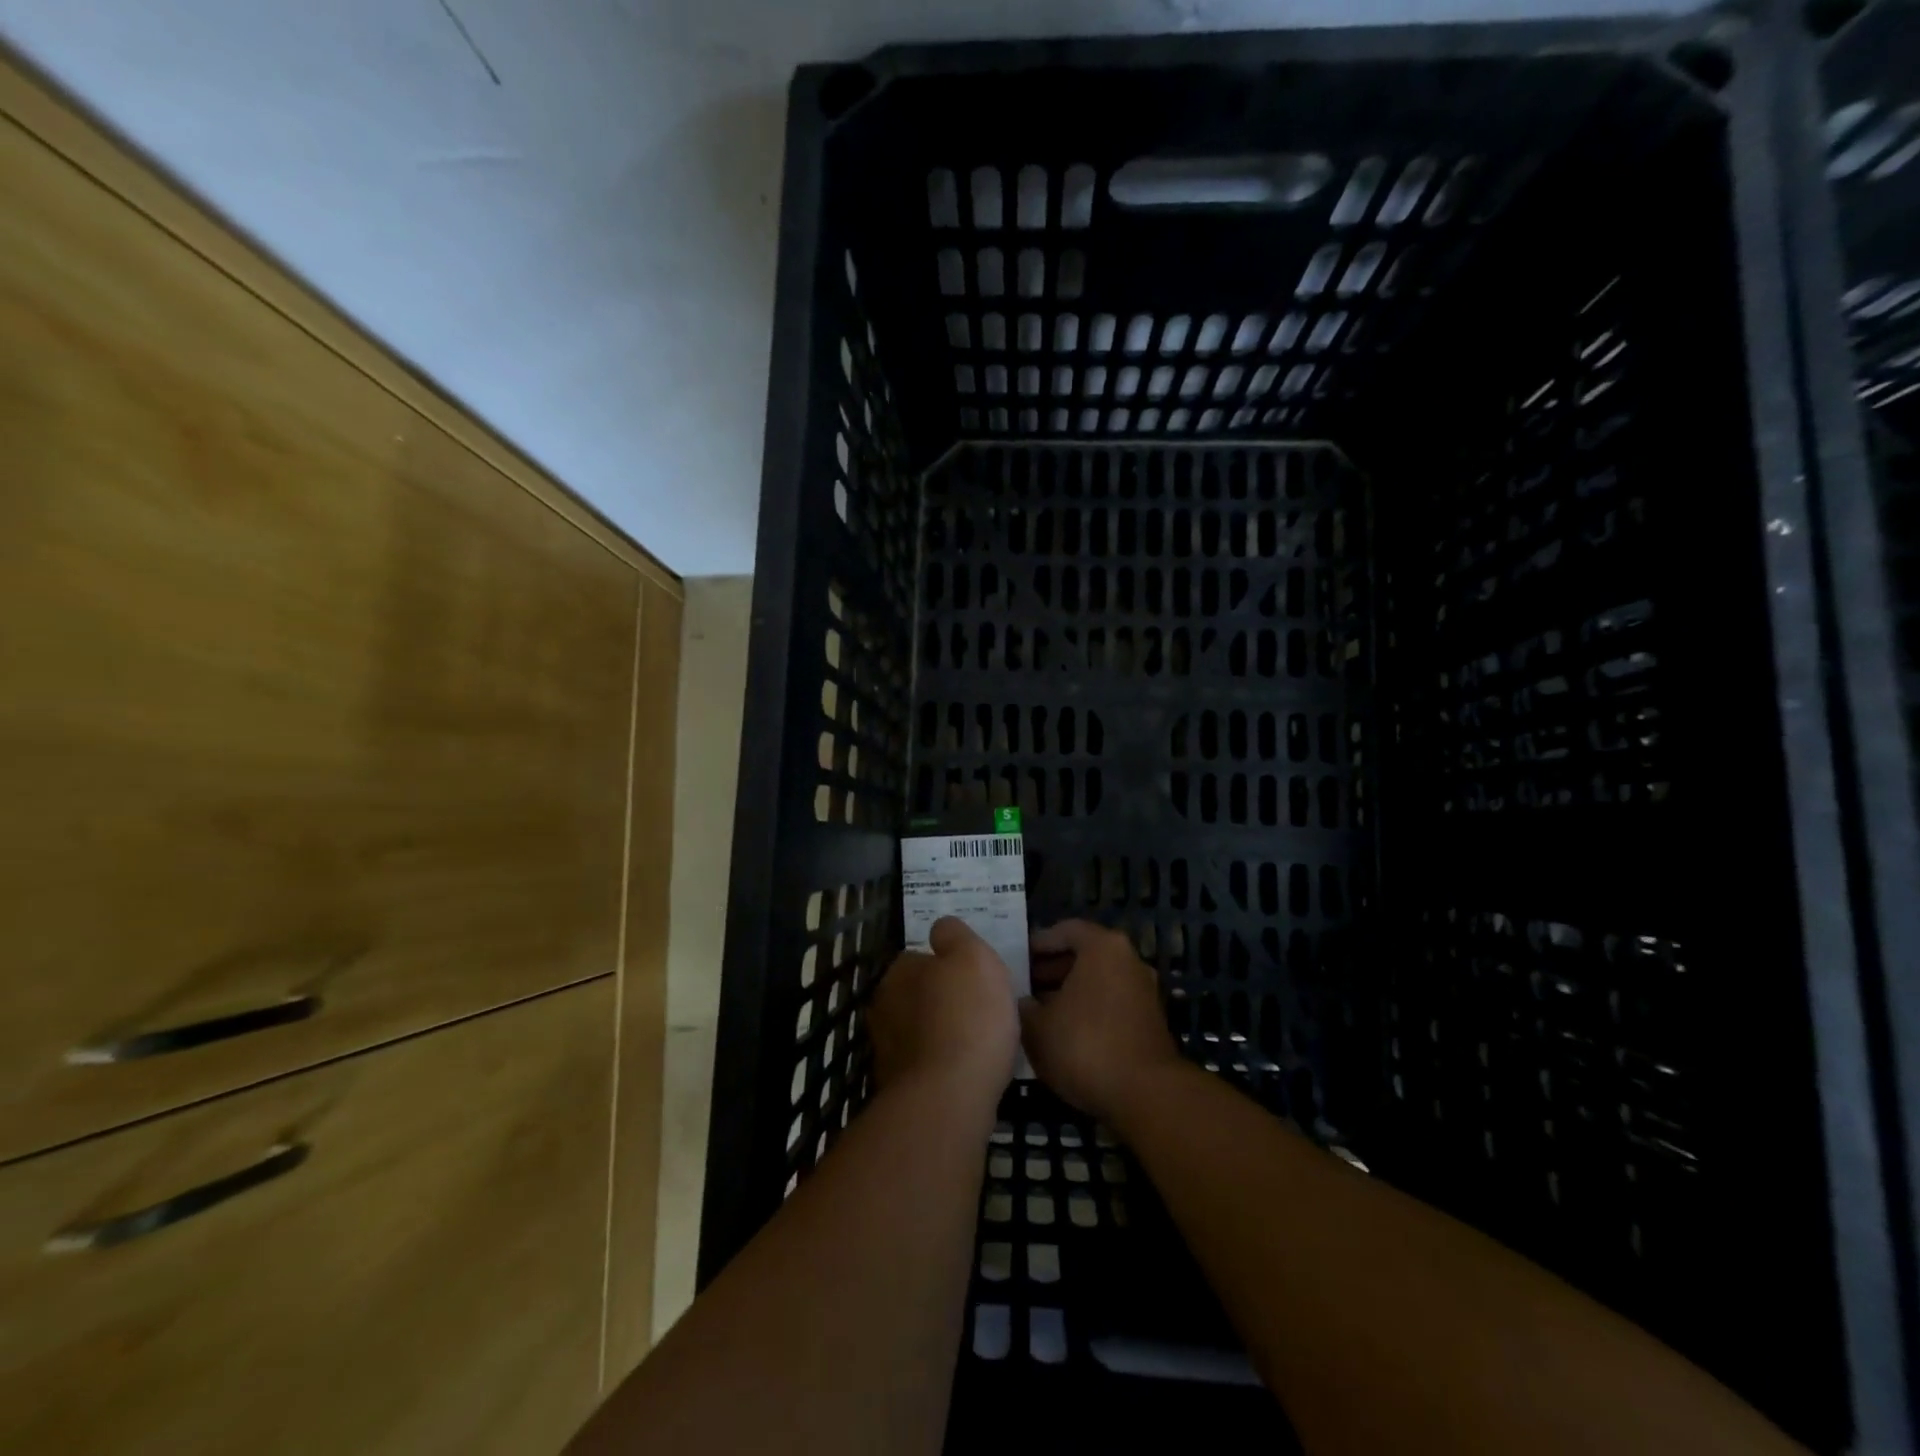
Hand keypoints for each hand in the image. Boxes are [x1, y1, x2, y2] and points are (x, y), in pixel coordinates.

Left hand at [870, 917, 1018, 1108]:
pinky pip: (927, 1065)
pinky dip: (943, 1064)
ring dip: (942, 1033)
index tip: (973, 976)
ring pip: (920, 1030)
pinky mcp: (899, 1088)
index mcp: (898, 972)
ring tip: (978, 1041)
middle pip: (917, 994)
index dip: (948, 964)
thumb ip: (955, 936)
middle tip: (978, 1007)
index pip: (919, 957)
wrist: (948, 1098)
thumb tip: (941, 928)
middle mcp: (884, 1007)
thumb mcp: (972, 956)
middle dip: (941, 999)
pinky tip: (967, 1070)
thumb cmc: (966, 1016)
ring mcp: (887, 1051)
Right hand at [1020, 920, 1181, 1125]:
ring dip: (1070, 992)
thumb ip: (1024, 1006)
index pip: (1065, 930)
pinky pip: (1112, 1003)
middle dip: (1052, 969)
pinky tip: (1067, 1034)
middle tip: (1024, 986)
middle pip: (1084, 954)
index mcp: (1103, 947)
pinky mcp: (1151, 1020)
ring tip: (1040, 1013)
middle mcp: (1129, 960)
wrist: (1146, 1095)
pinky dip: (1090, 1010)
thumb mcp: (1037, 1027)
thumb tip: (1023, 1002)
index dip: (1038, 943)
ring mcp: (1144, 990)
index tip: (1017, 960)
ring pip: (1099, 980)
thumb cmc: (1085, 1046)